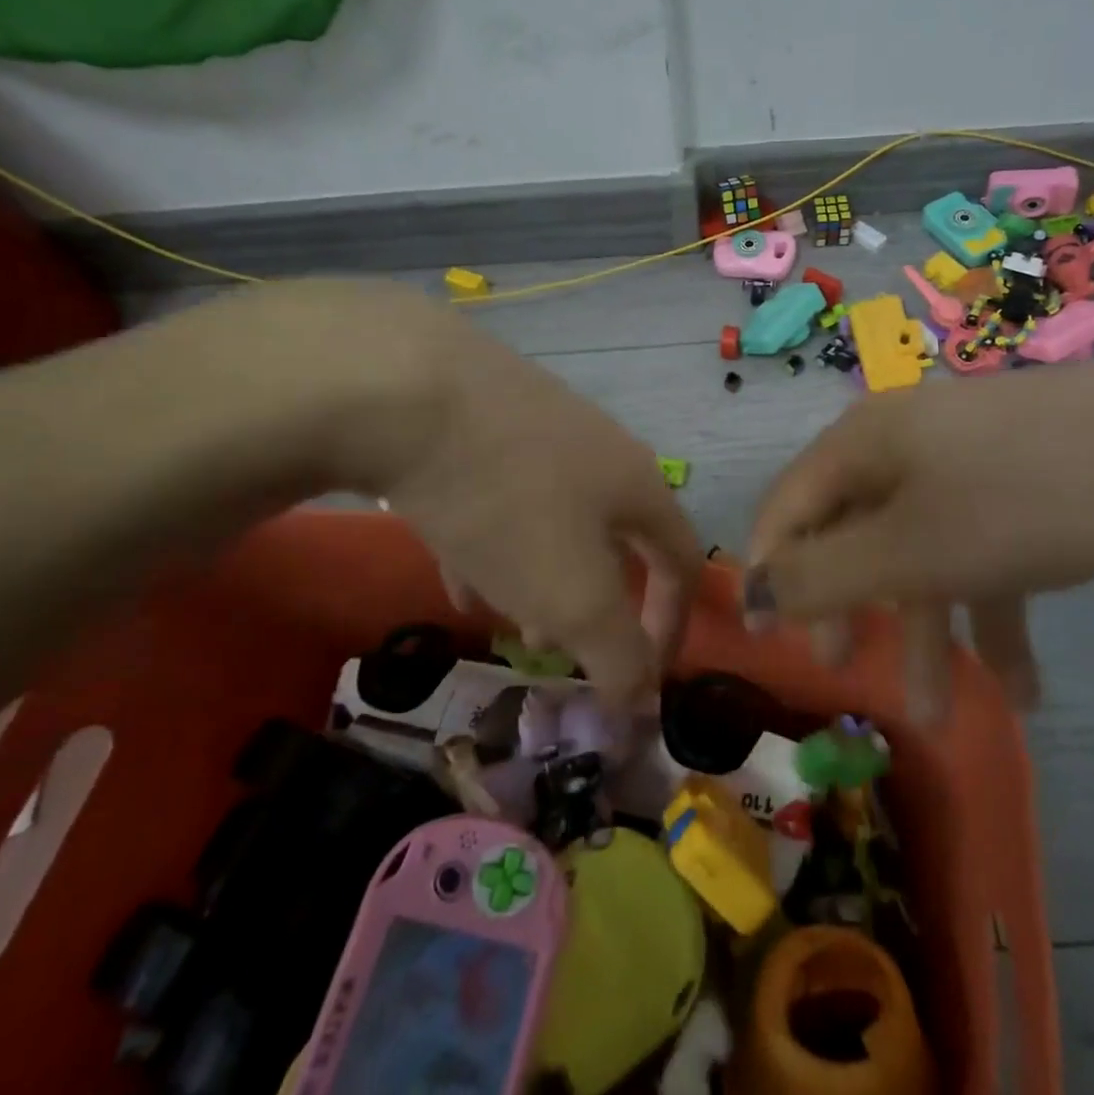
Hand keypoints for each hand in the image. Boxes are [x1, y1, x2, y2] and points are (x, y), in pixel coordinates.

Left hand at [227, 280, 704, 704]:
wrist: (410, 385)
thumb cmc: (510, 500)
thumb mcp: (572, 594)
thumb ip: (618, 656)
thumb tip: (644, 709)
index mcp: (638, 485)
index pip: (683, 559)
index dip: (674, 624)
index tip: (643, 679)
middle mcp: (600, 449)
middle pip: (616, 537)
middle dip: (595, 602)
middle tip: (558, 647)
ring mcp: (541, 425)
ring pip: (555, 517)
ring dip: (540, 574)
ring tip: (503, 614)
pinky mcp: (484, 415)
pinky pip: (504, 493)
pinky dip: (493, 540)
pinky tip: (453, 565)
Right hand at [742, 352, 1093, 714]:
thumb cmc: (1021, 498)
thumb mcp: (910, 550)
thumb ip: (820, 576)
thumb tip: (751, 593)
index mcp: (862, 443)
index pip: (786, 507)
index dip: (769, 571)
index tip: (770, 642)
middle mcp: (903, 443)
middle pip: (853, 531)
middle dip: (850, 608)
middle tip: (844, 670)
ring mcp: (965, 461)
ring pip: (922, 550)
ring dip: (929, 630)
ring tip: (946, 716)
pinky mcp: (1019, 483)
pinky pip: (982, 549)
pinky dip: (991, 611)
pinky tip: (1025, 687)